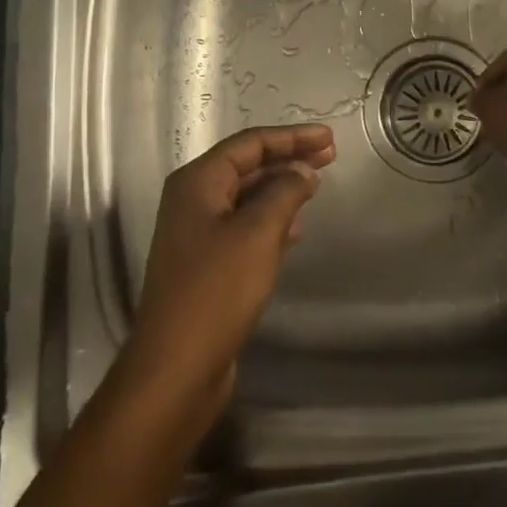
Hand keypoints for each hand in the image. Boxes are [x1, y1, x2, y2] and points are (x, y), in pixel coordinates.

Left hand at [123, 124, 335, 418]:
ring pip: (247, 196)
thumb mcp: (258, 232)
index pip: (250, 143)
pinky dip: (272, 219)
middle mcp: (192, 201)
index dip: (291, 137)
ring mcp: (197, 234)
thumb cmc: (216, 291)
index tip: (329, 137)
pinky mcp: (206, 265)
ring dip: (282, 188)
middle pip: (247, 166)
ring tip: (317, 185)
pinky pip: (244, 226)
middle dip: (288, 158)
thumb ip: (284, 192)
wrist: (175, 368)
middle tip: (330, 155)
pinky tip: (296, 229)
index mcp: (197, 182)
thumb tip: (302, 171)